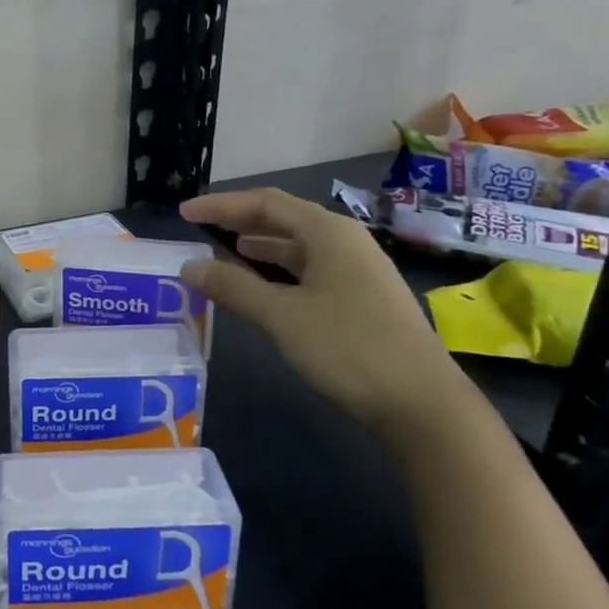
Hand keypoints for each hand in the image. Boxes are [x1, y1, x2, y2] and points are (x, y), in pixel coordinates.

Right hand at [179, 188, 470, 436]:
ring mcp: (358, 271)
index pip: (265, 203)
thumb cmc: (349, 348)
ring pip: (299, 247)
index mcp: (329, 233)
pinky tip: (263, 287)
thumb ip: (233, 287)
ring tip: (224, 252)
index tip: (185, 212)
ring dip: (260, 247)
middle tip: (201, 228)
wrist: (423, 405)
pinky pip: (310, 271)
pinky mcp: (362, 299)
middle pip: (284, 219)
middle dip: (240, 221)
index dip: (221, 205)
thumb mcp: (281, 316)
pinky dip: (279, 272)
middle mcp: (346, 242)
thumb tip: (189, 266)